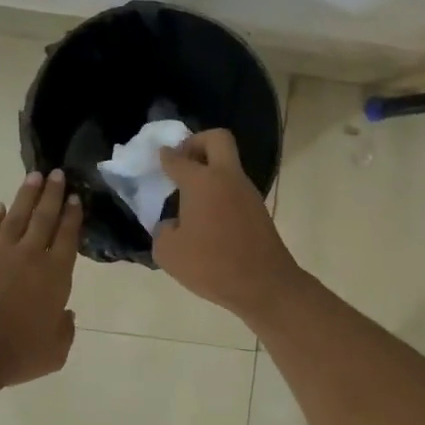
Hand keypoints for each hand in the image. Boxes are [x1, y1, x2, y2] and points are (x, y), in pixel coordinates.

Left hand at [0, 170, 82, 389]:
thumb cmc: (17, 354)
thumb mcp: (55, 352)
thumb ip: (64, 330)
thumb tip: (64, 315)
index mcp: (55, 275)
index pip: (68, 237)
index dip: (73, 216)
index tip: (76, 197)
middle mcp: (29, 257)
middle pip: (44, 219)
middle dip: (53, 195)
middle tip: (58, 173)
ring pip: (15, 218)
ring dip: (25, 197)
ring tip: (34, 178)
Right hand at [155, 130, 303, 323]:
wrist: (264, 285)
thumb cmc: (212, 265)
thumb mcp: (169, 252)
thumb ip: (163, 230)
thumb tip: (174, 224)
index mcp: (202, 182)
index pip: (178, 158)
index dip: (166, 156)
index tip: (160, 157)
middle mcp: (227, 178)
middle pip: (217, 139)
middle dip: (197, 142)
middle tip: (181, 162)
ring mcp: (247, 192)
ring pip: (228, 165)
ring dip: (209, 171)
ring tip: (189, 197)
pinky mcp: (258, 210)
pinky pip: (234, 188)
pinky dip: (219, 192)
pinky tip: (206, 217)